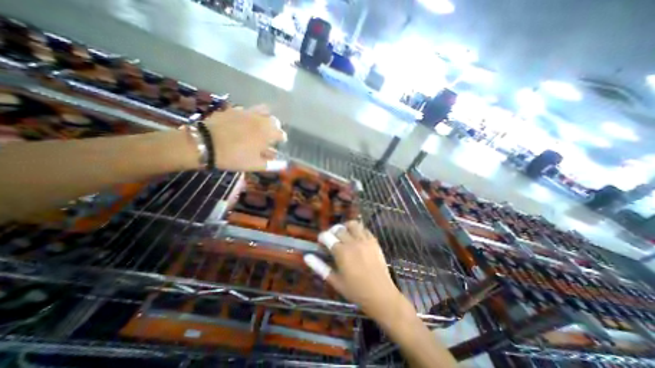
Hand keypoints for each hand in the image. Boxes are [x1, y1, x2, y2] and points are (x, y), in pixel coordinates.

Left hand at [204, 106, 286, 170]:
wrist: (205, 144)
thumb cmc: (234, 156)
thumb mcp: (255, 164)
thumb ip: (271, 164)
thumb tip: (283, 164)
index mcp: (268, 133)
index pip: (281, 134)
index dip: (282, 139)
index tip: (280, 143)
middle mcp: (260, 120)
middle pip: (274, 120)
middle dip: (275, 128)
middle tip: (270, 135)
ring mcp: (247, 112)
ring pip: (263, 110)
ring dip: (266, 117)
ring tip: (261, 125)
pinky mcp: (234, 109)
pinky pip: (248, 110)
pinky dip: (251, 115)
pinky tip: (245, 122)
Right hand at [306, 222, 406, 318]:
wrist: (381, 295)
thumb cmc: (356, 291)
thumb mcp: (335, 281)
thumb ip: (320, 267)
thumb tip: (307, 256)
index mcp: (341, 252)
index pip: (327, 236)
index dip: (322, 237)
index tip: (322, 243)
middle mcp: (352, 242)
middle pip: (338, 229)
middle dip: (332, 232)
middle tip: (333, 241)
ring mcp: (364, 240)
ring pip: (352, 224)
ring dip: (346, 227)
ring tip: (345, 235)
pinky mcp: (374, 241)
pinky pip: (364, 229)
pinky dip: (358, 230)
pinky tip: (357, 239)